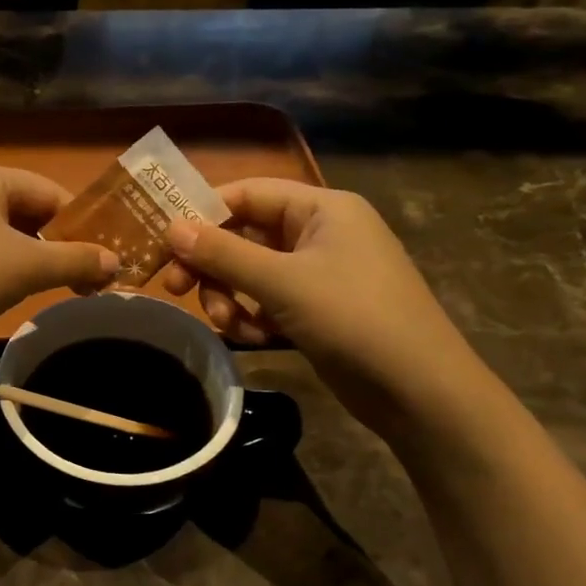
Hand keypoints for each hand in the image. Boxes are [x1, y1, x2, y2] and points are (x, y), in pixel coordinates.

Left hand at [0, 162, 118, 340]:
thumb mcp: (29, 267)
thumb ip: (76, 261)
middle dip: (54, 245)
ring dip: (26, 259)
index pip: (48, 192)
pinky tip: (2, 294)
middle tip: (81, 278)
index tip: (103, 256)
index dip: (80, 224)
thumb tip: (116, 263)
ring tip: (48, 289)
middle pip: (22, 212)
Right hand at [163, 180, 485, 436]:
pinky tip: (255, 339)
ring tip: (227, 323)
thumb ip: (223, 253)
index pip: (248, 193)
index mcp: (321, 208)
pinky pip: (268, 302)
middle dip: (212, 265)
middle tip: (174, 287)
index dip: (203, 212)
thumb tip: (171, 228)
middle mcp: (320, 233)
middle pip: (245, 235)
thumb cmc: (353, 318)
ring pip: (251, 273)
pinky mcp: (317, 310)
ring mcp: (320, 274)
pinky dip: (253, 318)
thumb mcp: (281, 282)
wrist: (420, 391)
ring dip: (229, 297)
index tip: (164, 240)